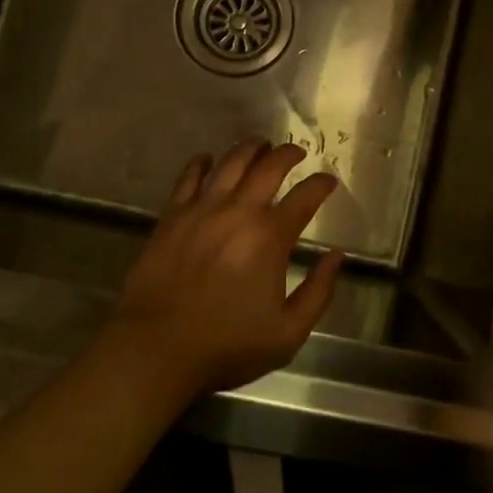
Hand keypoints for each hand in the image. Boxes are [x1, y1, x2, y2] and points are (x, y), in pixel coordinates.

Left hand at [107, 140, 344, 401]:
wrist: (156, 348)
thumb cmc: (227, 345)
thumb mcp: (288, 332)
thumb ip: (319, 291)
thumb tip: (336, 256)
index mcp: (270, 237)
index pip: (305, 197)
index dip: (321, 184)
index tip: (328, 181)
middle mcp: (238, 211)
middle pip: (268, 167)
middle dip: (288, 154)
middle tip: (297, 152)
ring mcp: (201, 209)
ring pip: (230, 162)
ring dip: (250, 148)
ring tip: (260, 144)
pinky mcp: (172, 215)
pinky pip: (189, 176)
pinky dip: (202, 163)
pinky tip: (208, 160)